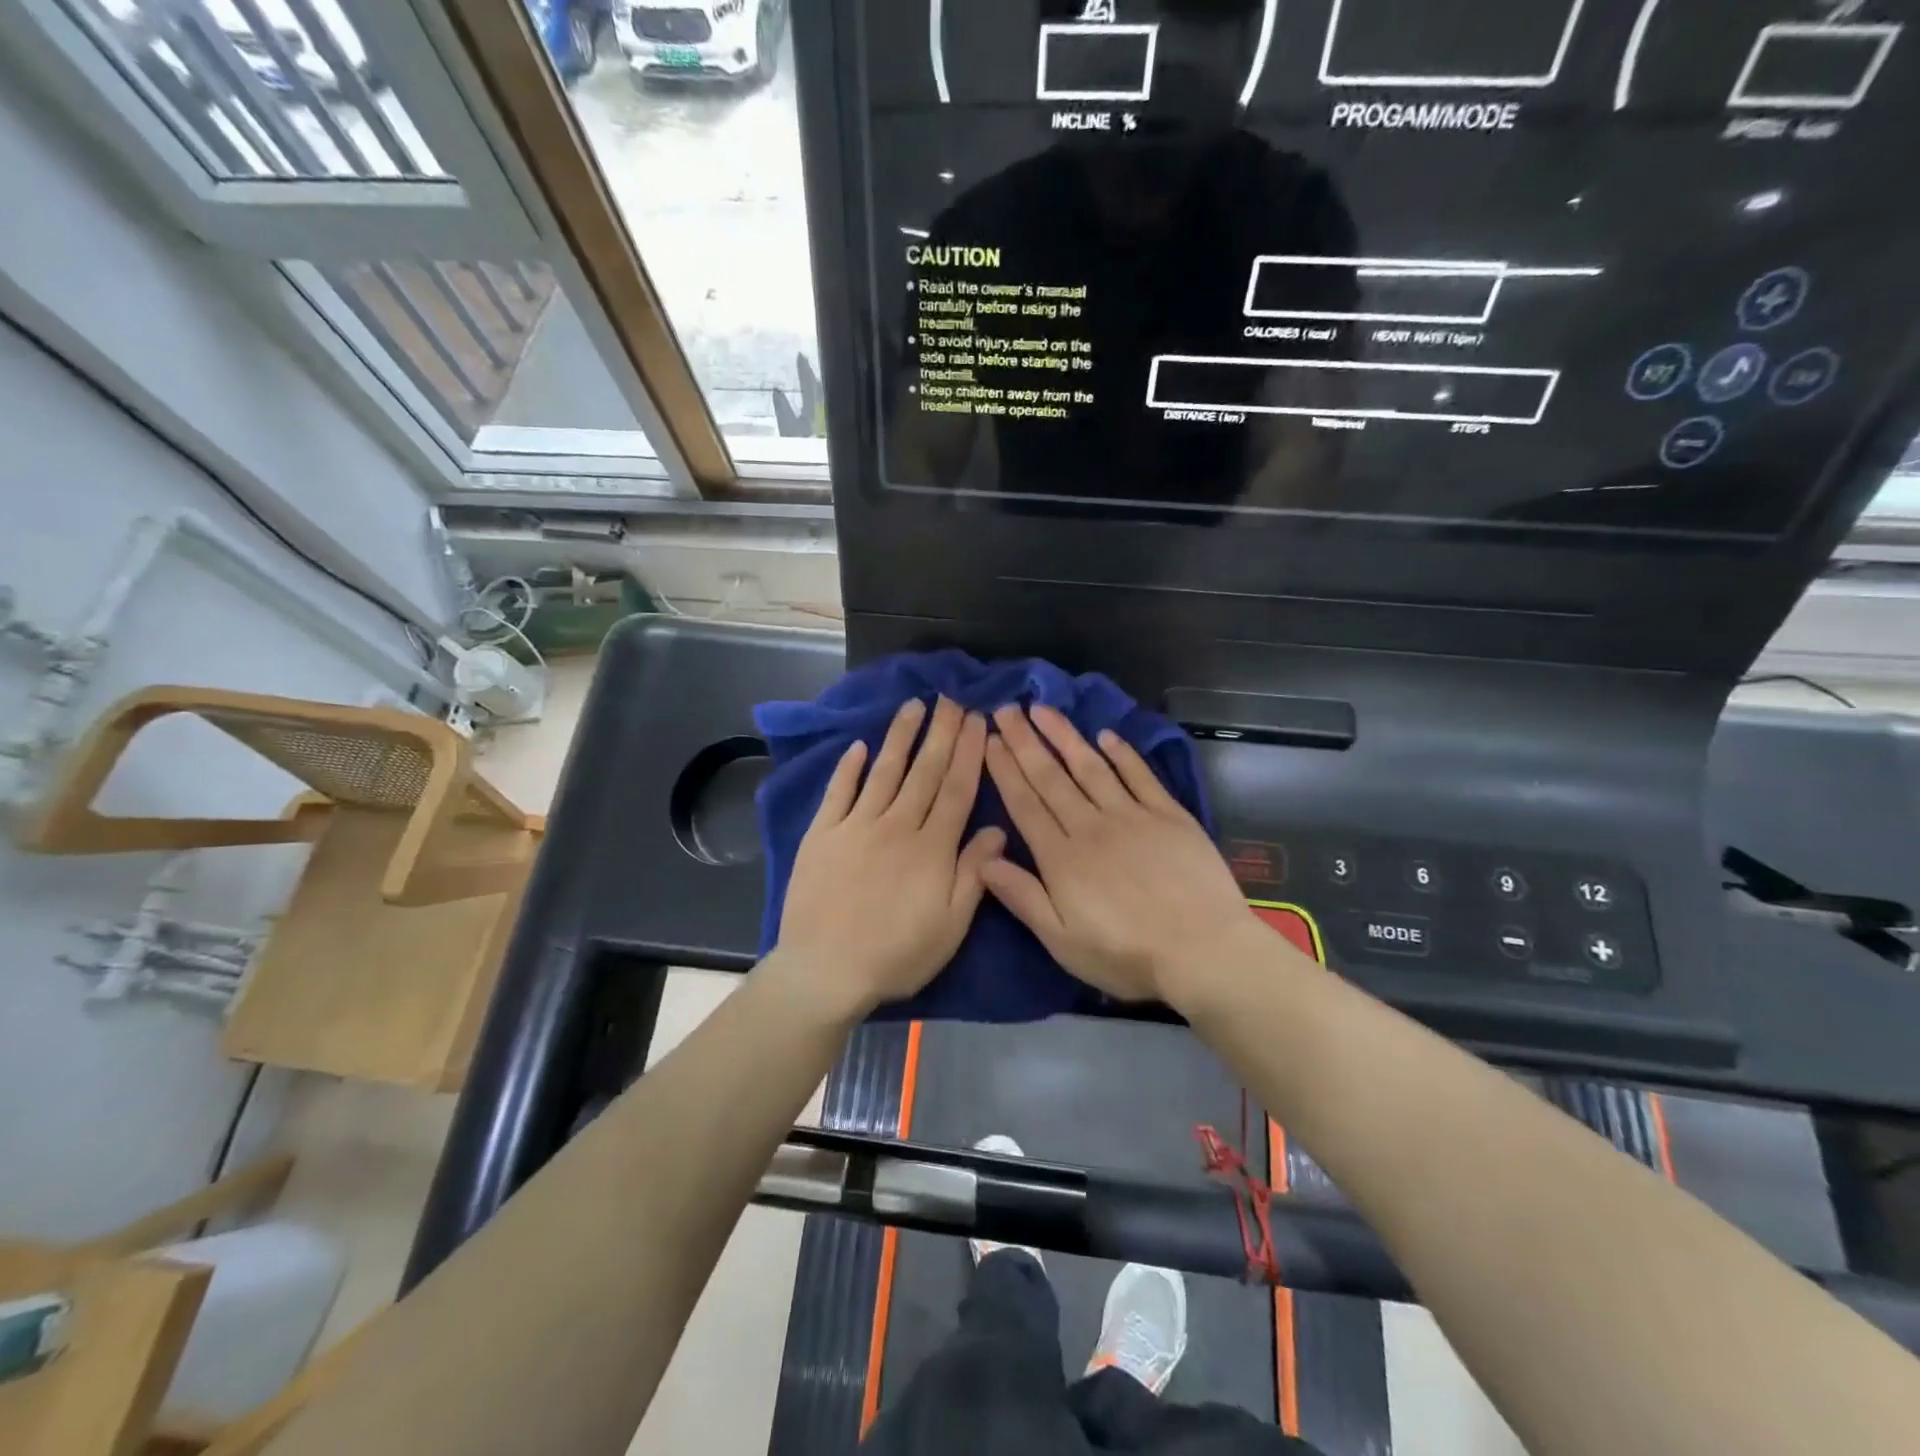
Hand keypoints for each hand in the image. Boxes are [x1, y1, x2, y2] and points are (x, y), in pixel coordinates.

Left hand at [775, 698, 1003, 1018]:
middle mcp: (896, 826)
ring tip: (913, 705)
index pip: (955, 789)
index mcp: (931, 848)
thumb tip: (997, 829)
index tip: (977, 720)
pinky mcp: (822, 835)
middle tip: (951, 698)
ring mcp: (855, 826)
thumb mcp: (950, 927)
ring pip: (884, 772)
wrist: (825, 970)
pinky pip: (839, 793)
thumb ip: (973, 874)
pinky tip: (860, 746)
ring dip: (900, 736)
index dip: (968, 752)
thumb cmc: (896, 955)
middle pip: (924, 771)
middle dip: (941, 732)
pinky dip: (849, 768)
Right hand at [980, 703, 1272, 1005]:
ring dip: (1065, 736)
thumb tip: (984, 858)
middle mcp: (1091, 826)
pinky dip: (1122, 754)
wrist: (1202, 951)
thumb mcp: (1062, 940)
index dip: (1005, 770)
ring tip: (1044, 709)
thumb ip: (1022, 896)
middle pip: (1051, 777)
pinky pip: (1140, 776)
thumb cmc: (1126, 955)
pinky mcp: (1169, 816)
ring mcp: (1132, 816)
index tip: (990, 739)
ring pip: (1090, 767)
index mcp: (1061, 857)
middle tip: (1006, 708)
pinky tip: (1107, 736)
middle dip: (1025, 741)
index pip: (1025, 803)